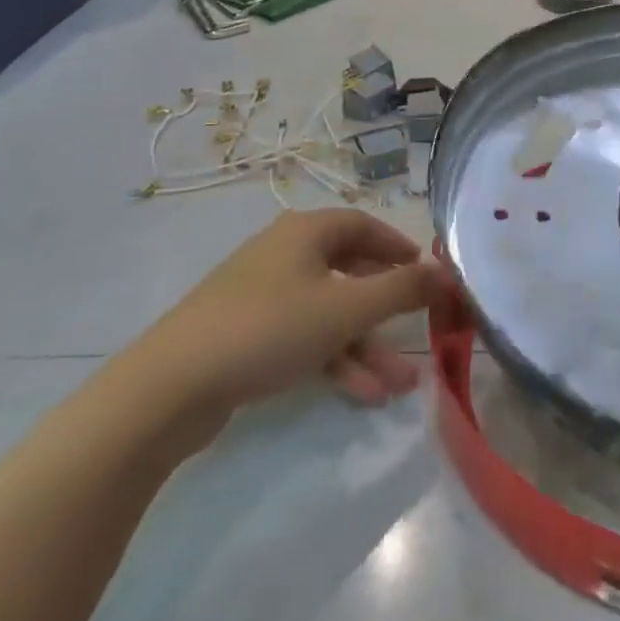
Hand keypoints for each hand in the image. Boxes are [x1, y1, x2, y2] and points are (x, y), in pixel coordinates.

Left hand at [126, 209, 452, 447]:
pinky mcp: (248, 334)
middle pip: (351, 272)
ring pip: (330, 313)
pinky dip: (334, 360)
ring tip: (400, 386)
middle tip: (421, 334)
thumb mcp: (346, 309)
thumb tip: (449, 272)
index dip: (401, 248)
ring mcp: (264, 295)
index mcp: (306, 232)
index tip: (429, 276)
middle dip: (388, 310)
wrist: (171, 387)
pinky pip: (305, 337)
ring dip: (366, 346)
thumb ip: (402, 289)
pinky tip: (362, 395)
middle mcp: (286, 253)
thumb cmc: (269, 329)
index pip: (366, 226)